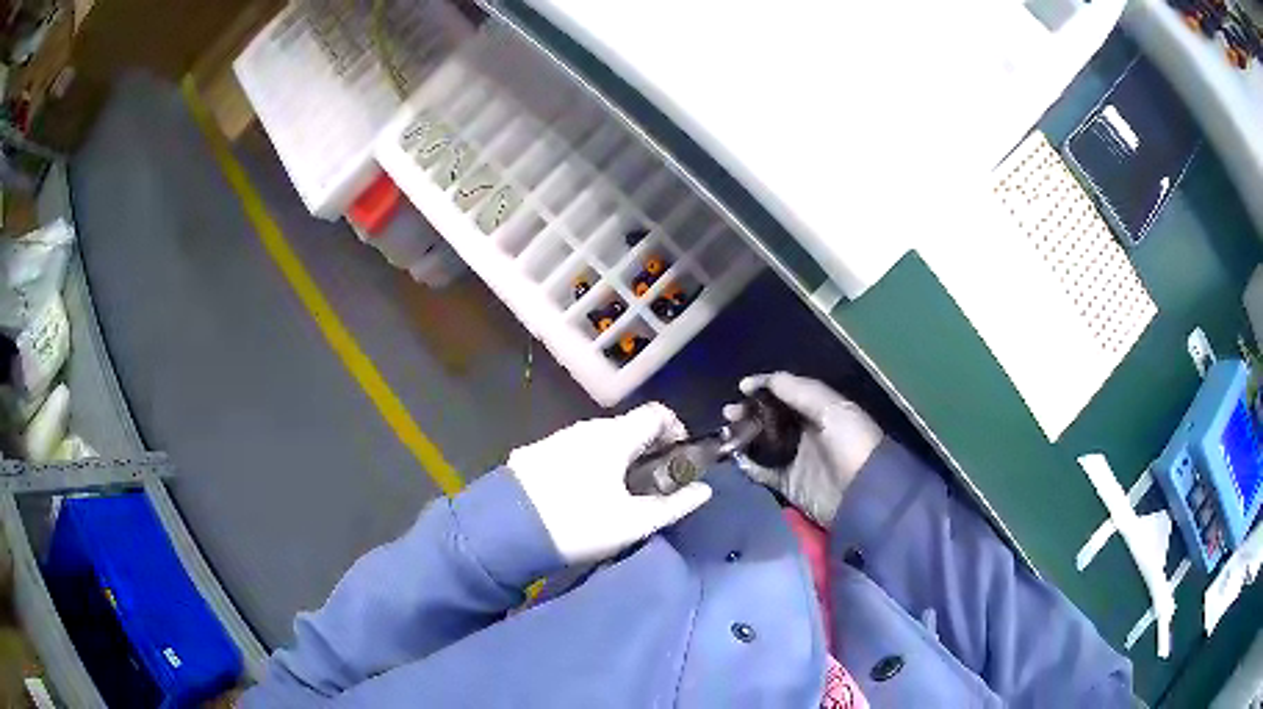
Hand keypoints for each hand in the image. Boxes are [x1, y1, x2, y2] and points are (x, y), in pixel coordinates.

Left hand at [508, 403, 712, 563]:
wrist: (505, 529)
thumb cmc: (578, 523)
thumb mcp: (632, 522)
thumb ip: (673, 505)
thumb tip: (704, 490)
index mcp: (615, 437)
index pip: (658, 413)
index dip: (676, 431)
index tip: (679, 461)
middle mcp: (587, 429)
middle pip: (630, 429)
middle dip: (648, 452)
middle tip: (651, 488)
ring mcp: (558, 438)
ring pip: (601, 441)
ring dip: (618, 460)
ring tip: (616, 498)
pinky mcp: (536, 453)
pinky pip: (576, 451)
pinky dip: (591, 465)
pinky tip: (581, 497)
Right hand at [724, 373, 883, 525]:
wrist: (862, 493)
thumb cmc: (850, 444)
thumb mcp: (832, 409)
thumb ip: (799, 391)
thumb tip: (763, 380)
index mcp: (818, 410)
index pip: (786, 393)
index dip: (765, 387)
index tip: (742, 387)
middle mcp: (805, 431)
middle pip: (770, 417)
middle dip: (749, 411)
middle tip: (729, 412)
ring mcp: (795, 458)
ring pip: (762, 441)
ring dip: (744, 434)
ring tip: (726, 431)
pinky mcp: (788, 484)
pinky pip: (761, 471)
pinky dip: (746, 463)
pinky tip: (733, 455)